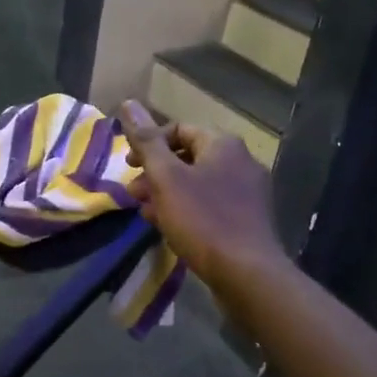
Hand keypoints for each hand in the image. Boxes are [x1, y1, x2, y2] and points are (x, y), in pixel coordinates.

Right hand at [119, 100, 285, 289]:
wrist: (247, 273)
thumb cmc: (203, 220)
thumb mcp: (166, 178)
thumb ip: (147, 142)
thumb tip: (128, 103)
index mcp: (223, 145)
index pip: (179, 129)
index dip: (149, 143)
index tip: (128, 166)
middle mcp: (241, 162)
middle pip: (189, 157)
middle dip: (156, 172)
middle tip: (133, 193)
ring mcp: (248, 193)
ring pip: (198, 183)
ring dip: (168, 193)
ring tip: (146, 212)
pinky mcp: (248, 220)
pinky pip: (211, 205)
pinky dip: (187, 209)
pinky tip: (169, 228)